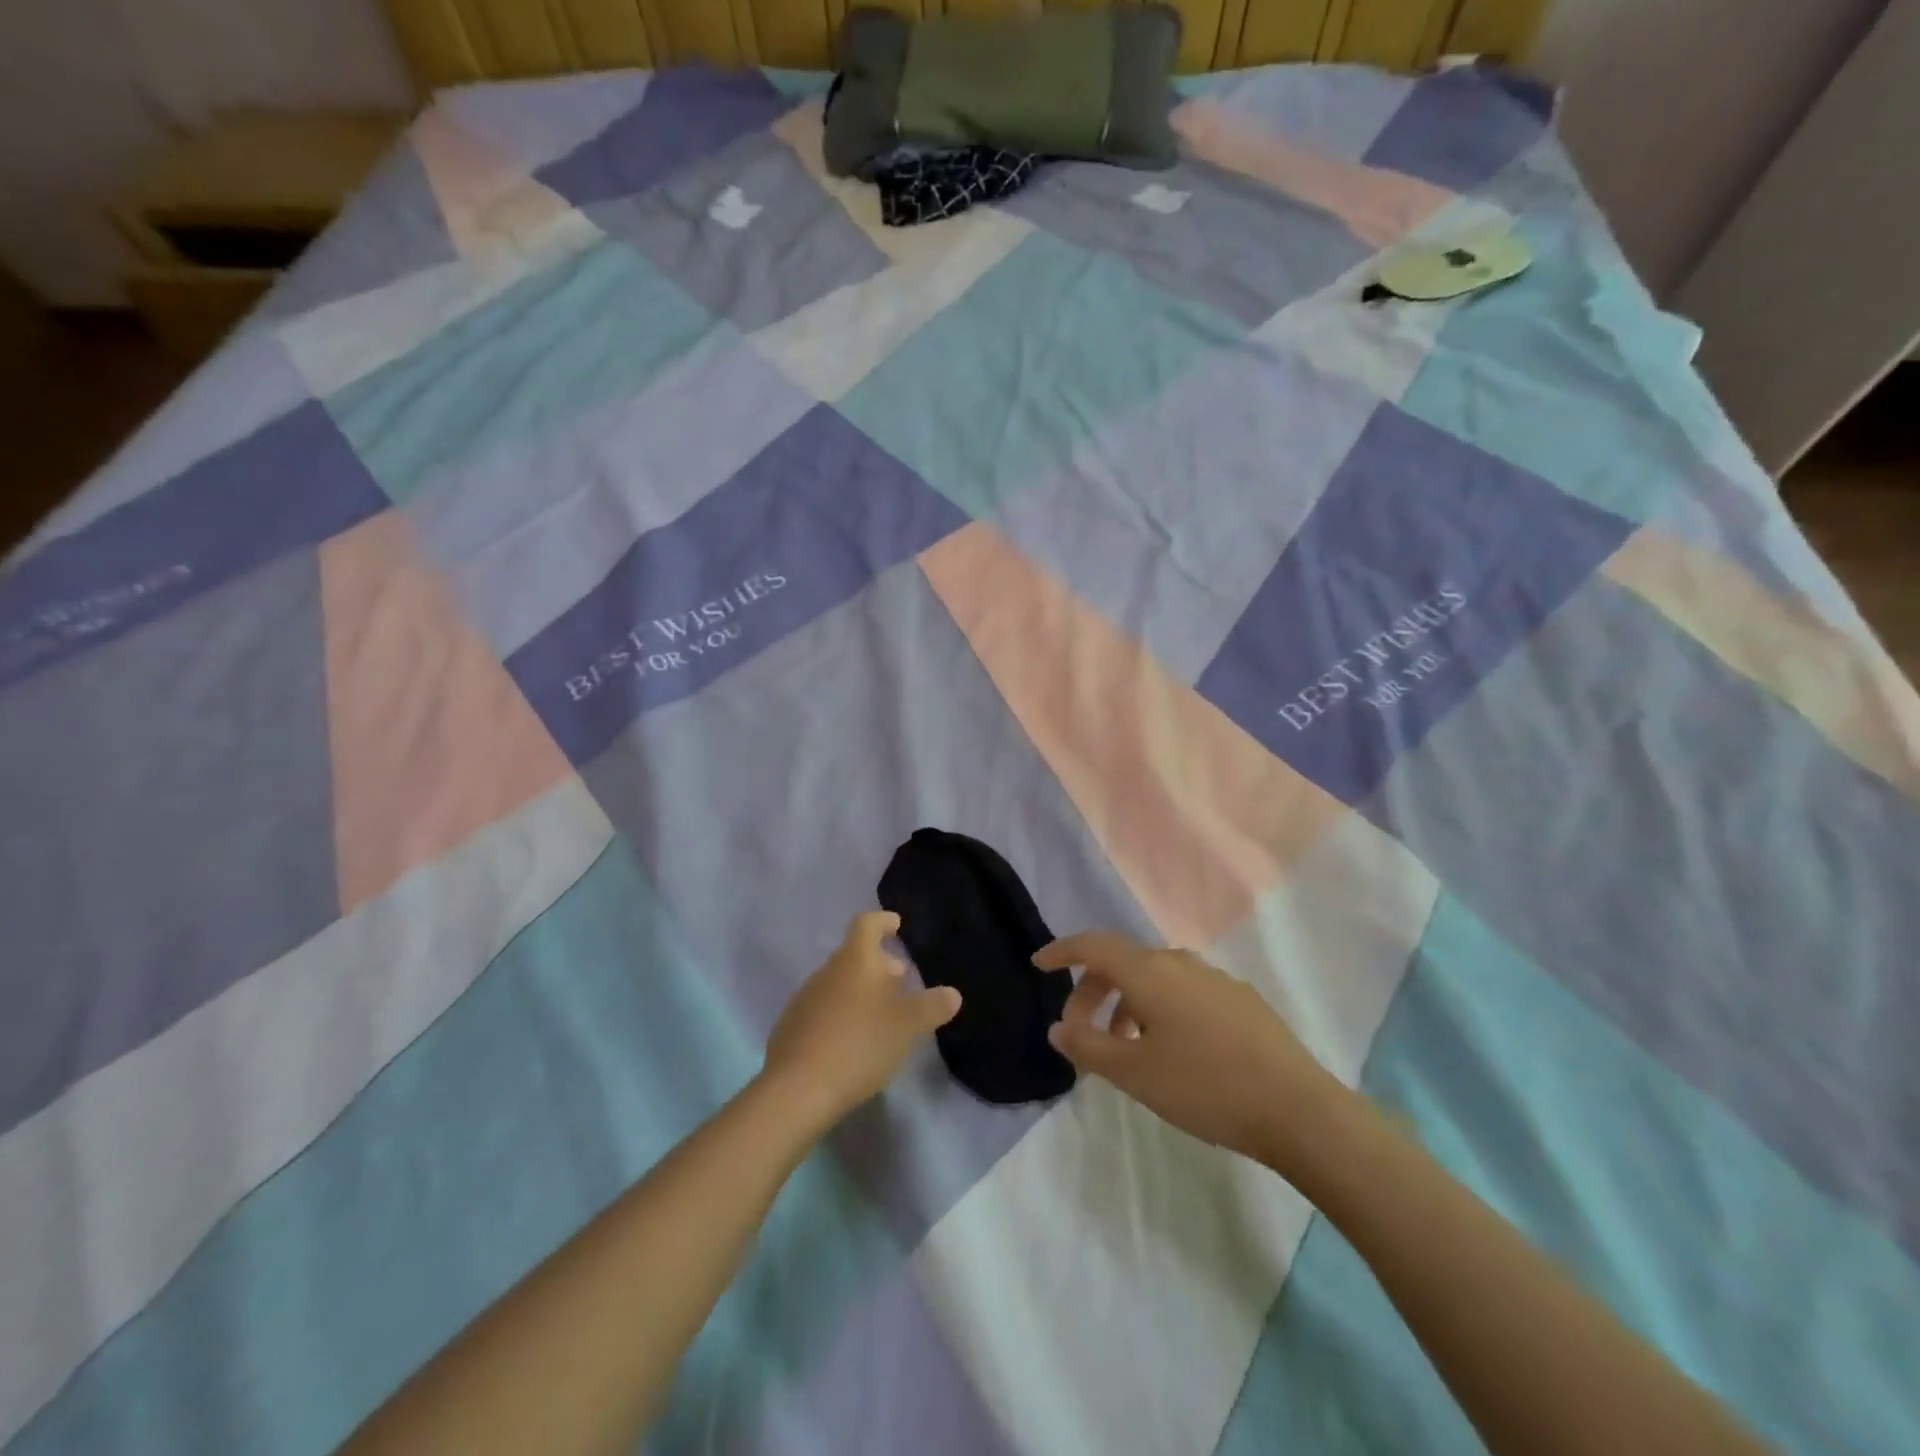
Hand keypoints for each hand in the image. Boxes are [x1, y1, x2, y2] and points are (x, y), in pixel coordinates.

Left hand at [761, 911, 961, 1135]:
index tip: (896, 924)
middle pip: (854, 956)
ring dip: (860, 991)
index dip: (883, 921)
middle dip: (879, 964)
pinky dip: (842, 1014)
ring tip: (881, 1014)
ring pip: (838, 983)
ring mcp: (804, 999)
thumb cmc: (860, 1043)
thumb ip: (932, 1006)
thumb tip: (952, 993)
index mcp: (855, 960)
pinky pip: (823, 1010)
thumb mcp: (908, 1026)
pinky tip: (853, 1040)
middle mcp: (826, 971)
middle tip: (901, 979)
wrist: (797, 1089)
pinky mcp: (791, 1028)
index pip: (867, 924)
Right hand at [1034, 931, 1346, 1169]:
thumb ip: (1088, 1048)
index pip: (1093, 945)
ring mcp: (1213, 978)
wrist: (1298, 1109)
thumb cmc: (1205, 1087)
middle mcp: (1179, 963)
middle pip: (1122, 963)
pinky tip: (1170, 1050)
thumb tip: (1058, 1028)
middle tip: (1080, 1033)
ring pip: (1154, 979)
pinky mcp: (1239, 999)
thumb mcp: (1135, 1074)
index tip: (1039, 965)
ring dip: (1127, 1005)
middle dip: (1092, 992)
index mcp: (1150, 972)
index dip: (1062, 951)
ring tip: (1123, 1049)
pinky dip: (1159, 1010)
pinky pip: (1183, 992)